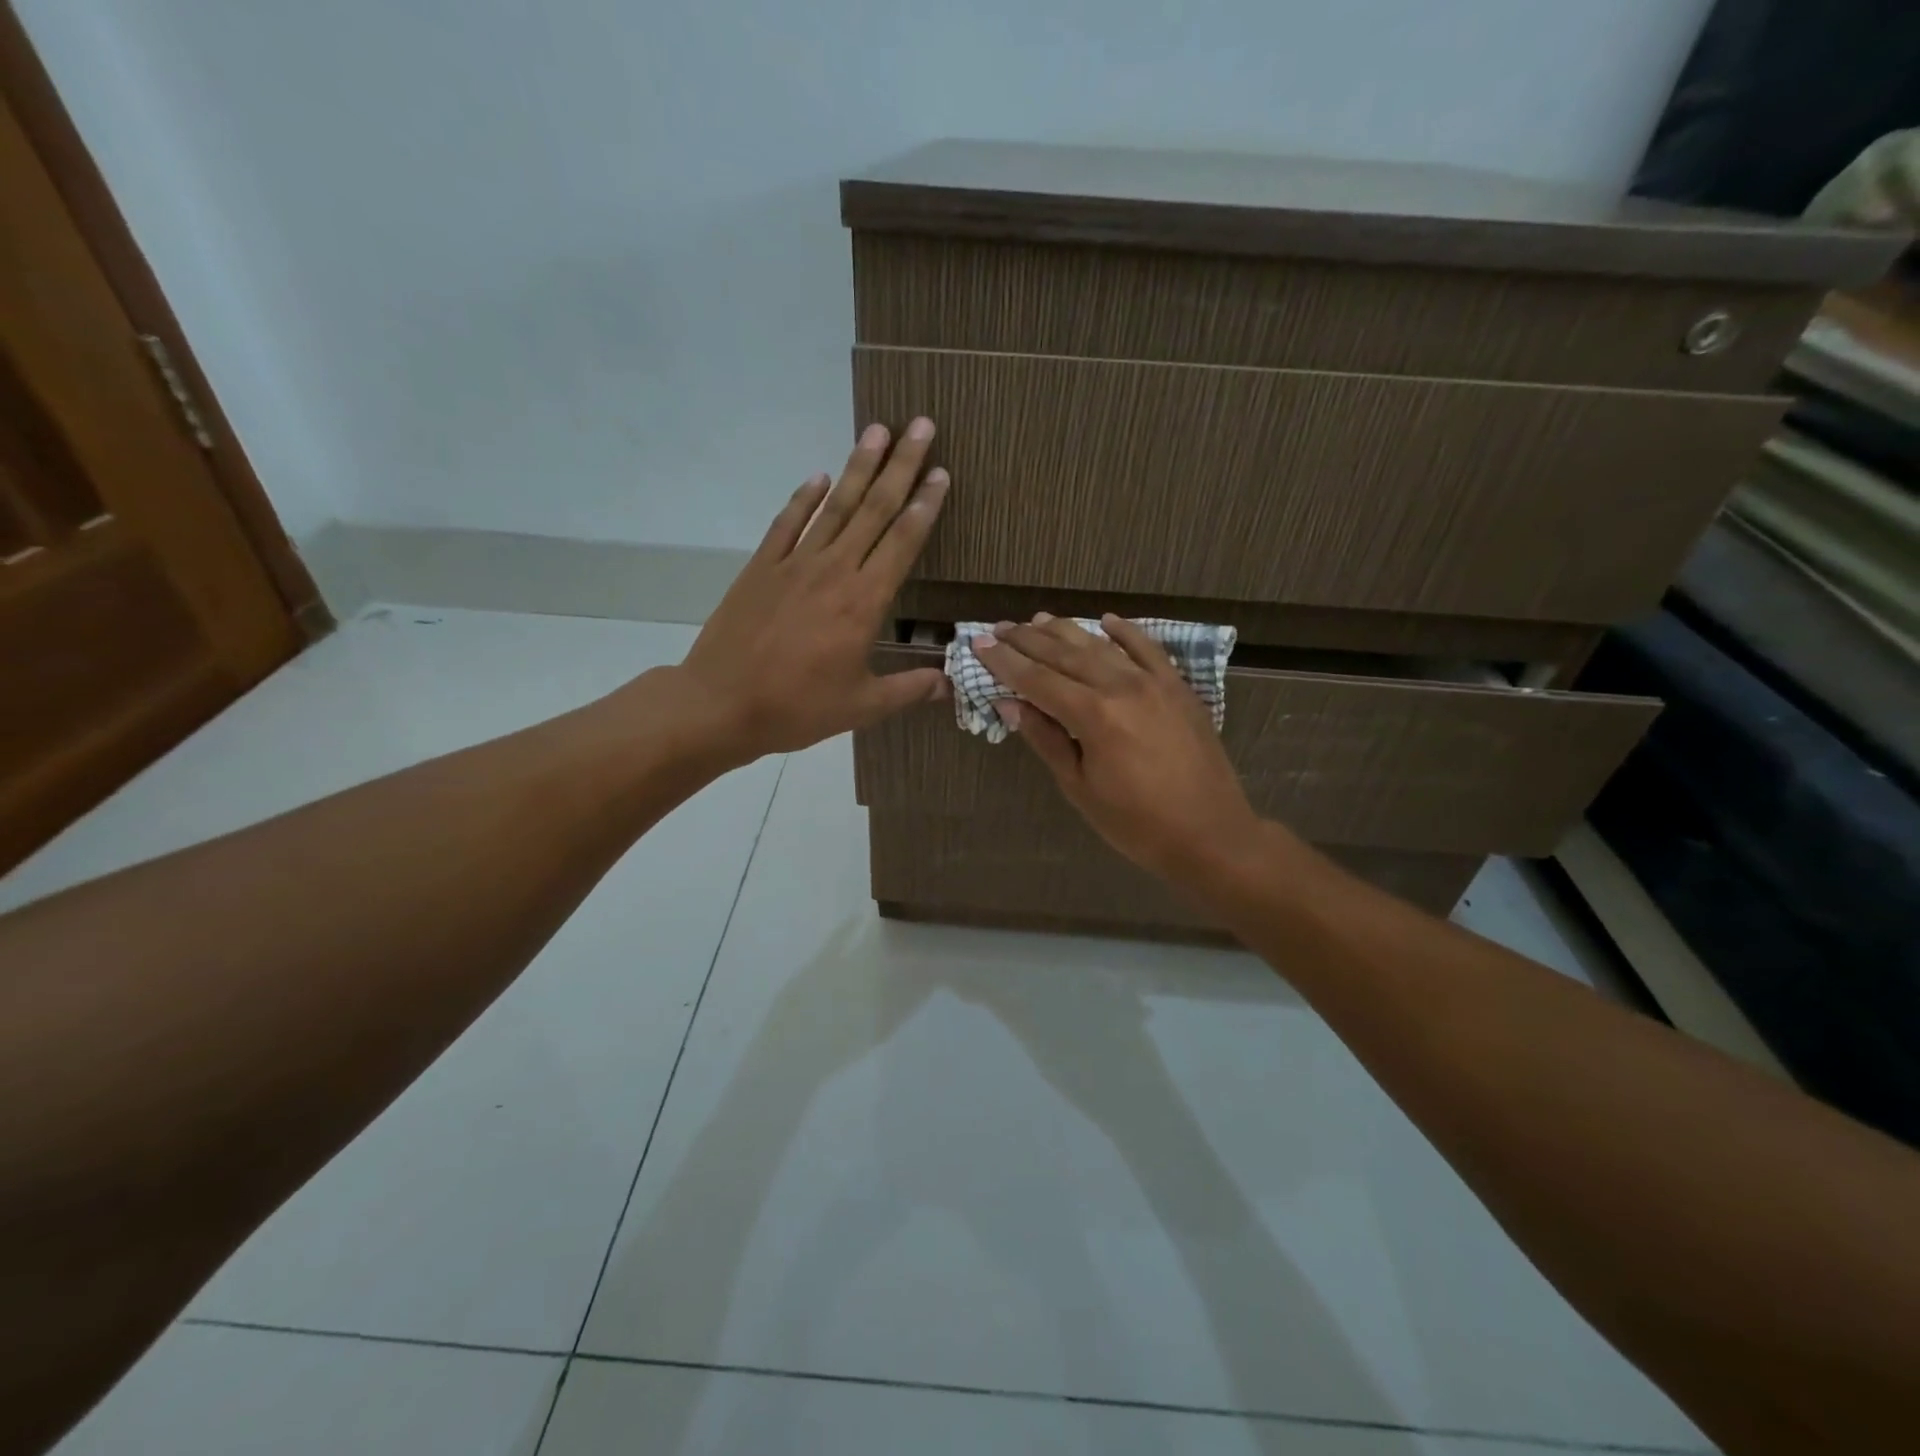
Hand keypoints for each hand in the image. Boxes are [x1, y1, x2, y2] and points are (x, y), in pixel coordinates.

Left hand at [674, 418, 949, 762]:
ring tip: (878, 430)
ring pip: (834, 506)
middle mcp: (834, 571)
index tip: (941, 473)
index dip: (925, 506)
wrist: (721, 703)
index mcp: (864, 603)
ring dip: (858, 466)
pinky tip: (817, 476)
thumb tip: (949, 684)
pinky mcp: (761, 567)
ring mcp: (794, 564)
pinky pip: (787, 524)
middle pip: (874, 509)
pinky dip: (803, 498)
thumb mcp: (861, 706)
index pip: (903, 542)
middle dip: (901, 466)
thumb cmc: (797, 707)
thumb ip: (908, 689)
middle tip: (921, 426)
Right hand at [975, 613, 1265, 884]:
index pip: (1037, 679)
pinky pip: (1148, 649)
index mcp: (1093, 715)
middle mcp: (1121, 686)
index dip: (1005, 661)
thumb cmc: (1136, 823)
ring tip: (1038, 620)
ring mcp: (1154, 682)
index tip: (979, 645)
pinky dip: (1125, 632)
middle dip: (1028, 639)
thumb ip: (1046, 739)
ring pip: (1102, 645)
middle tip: (1000, 628)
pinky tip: (1107, 620)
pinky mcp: (1179, 687)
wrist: (1210, 834)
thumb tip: (1010, 704)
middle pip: (1065, 654)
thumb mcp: (1080, 788)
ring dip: (1067, 631)